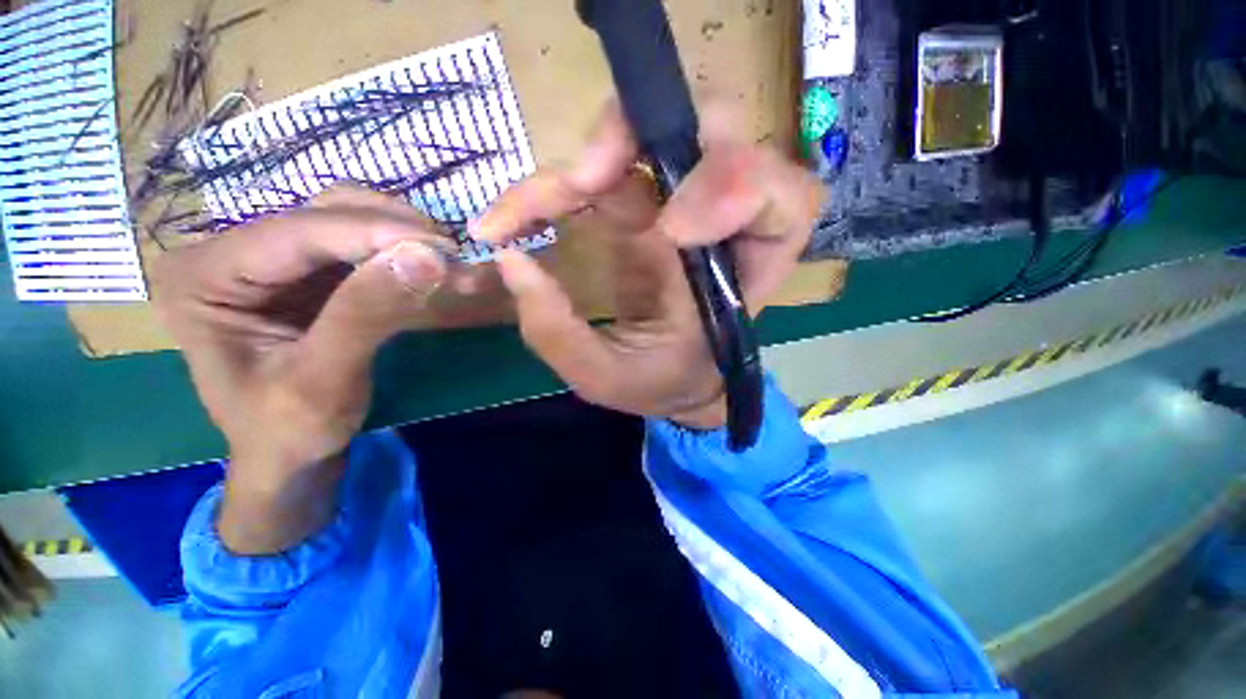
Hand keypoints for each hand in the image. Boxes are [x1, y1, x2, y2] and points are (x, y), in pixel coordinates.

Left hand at [154, 187, 459, 552]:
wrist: (289, 456)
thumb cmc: (290, 430)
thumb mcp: (324, 381)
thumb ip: (368, 314)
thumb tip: (428, 257)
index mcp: (202, 278)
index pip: (297, 233)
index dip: (375, 232)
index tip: (445, 249)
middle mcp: (227, 253)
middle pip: (320, 212)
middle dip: (393, 229)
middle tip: (452, 257)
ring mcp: (268, 259)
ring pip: (344, 218)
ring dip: (401, 235)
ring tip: (446, 262)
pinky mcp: (304, 273)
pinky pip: (358, 244)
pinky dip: (399, 250)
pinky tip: (427, 266)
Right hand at [474, 102, 822, 428]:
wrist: (670, 382)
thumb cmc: (658, 382)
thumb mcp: (608, 377)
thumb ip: (560, 334)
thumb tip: (511, 259)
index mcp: (743, 272)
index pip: (781, 198)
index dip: (733, 187)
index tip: (670, 231)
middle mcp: (719, 224)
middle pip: (718, 129)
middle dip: (647, 136)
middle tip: (583, 182)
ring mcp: (677, 203)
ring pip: (658, 128)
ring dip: (599, 148)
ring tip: (547, 200)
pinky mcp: (642, 202)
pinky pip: (610, 160)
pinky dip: (563, 176)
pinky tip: (525, 211)